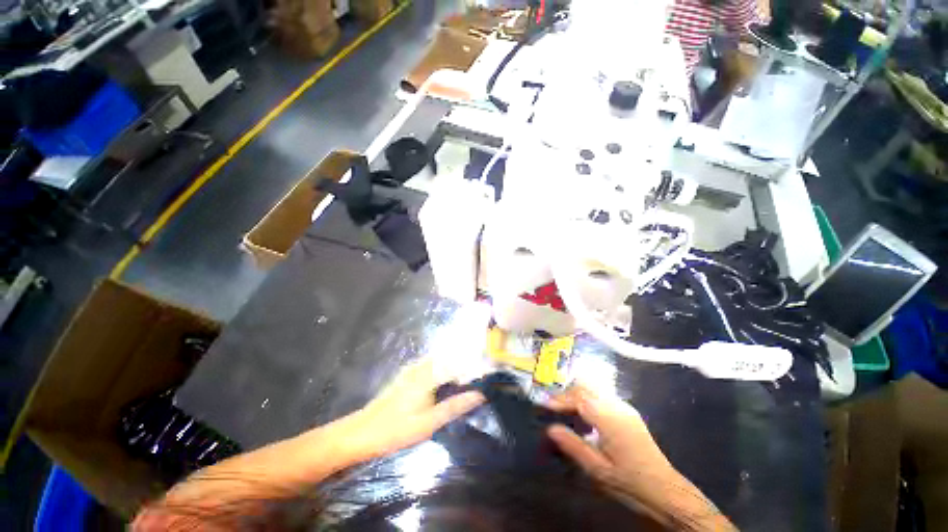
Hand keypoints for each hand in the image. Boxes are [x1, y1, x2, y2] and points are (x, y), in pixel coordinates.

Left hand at [342, 358, 484, 461]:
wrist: (362, 432)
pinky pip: (433, 365)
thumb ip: (455, 406)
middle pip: (451, 357)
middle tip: (482, 377)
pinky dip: (445, 369)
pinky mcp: (409, 374)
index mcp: (429, 374)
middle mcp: (422, 365)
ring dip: (457, 366)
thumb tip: (480, 394)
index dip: (475, 368)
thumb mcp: (429, 422)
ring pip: (442, 360)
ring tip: (470, 379)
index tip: (489, 376)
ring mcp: (414, 368)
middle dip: (467, 364)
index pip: (459, 363)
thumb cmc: (397, 429)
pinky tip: (449, 382)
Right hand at [547, 385, 734, 530]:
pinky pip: (603, 397)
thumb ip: (573, 446)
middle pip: (586, 387)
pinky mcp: (629, 413)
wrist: (666, 491)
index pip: (578, 398)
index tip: (544, 406)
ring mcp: (625, 408)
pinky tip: (585, 417)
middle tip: (554, 407)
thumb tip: (550, 428)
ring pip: (594, 390)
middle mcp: (617, 406)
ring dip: (577, 396)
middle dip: (567, 393)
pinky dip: (588, 400)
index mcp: (609, 418)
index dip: (560, 400)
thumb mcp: (597, 470)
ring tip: (565, 411)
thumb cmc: (630, 483)